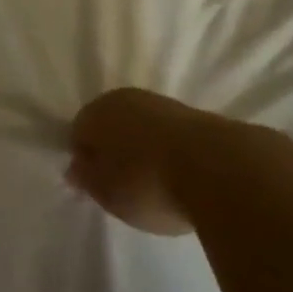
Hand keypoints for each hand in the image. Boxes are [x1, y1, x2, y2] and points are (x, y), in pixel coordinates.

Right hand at [67, 88, 220, 235]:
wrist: (217, 168)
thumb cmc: (147, 183)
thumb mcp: (108, 194)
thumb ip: (87, 179)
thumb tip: (75, 167)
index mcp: (98, 111)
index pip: (79, 131)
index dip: (84, 160)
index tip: (95, 187)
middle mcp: (126, 98)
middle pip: (110, 123)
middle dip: (112, 150)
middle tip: (121, 185)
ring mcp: (161, 103)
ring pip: (140, 126)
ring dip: (142, 148)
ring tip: (152, 183)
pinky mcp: (193, 114)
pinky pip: (166, 133)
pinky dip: (166, 149)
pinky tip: (176, 174)